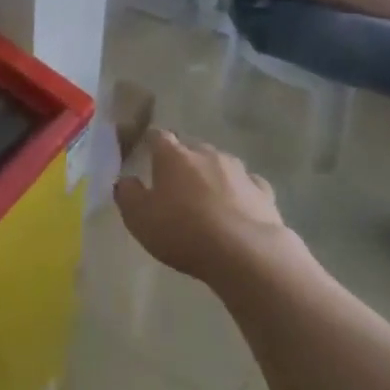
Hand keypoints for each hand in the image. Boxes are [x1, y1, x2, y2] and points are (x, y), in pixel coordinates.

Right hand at [114, 130, 291, 284]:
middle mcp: (207, 154)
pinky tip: (237, 208)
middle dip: (182, 160)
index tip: (145, 153)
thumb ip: (127, 194)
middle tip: (174, 183)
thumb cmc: (183, 231)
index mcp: (173, 156)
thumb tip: (126, 181)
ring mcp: (239, 171)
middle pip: (190, 148)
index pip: (158, 136)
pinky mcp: (263, 191)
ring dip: (211, 175)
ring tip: (206, 198)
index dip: (150, 143)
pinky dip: (239, 191)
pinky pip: (246, 184)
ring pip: (220, 164)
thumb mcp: (139, 218)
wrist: (245, 253)